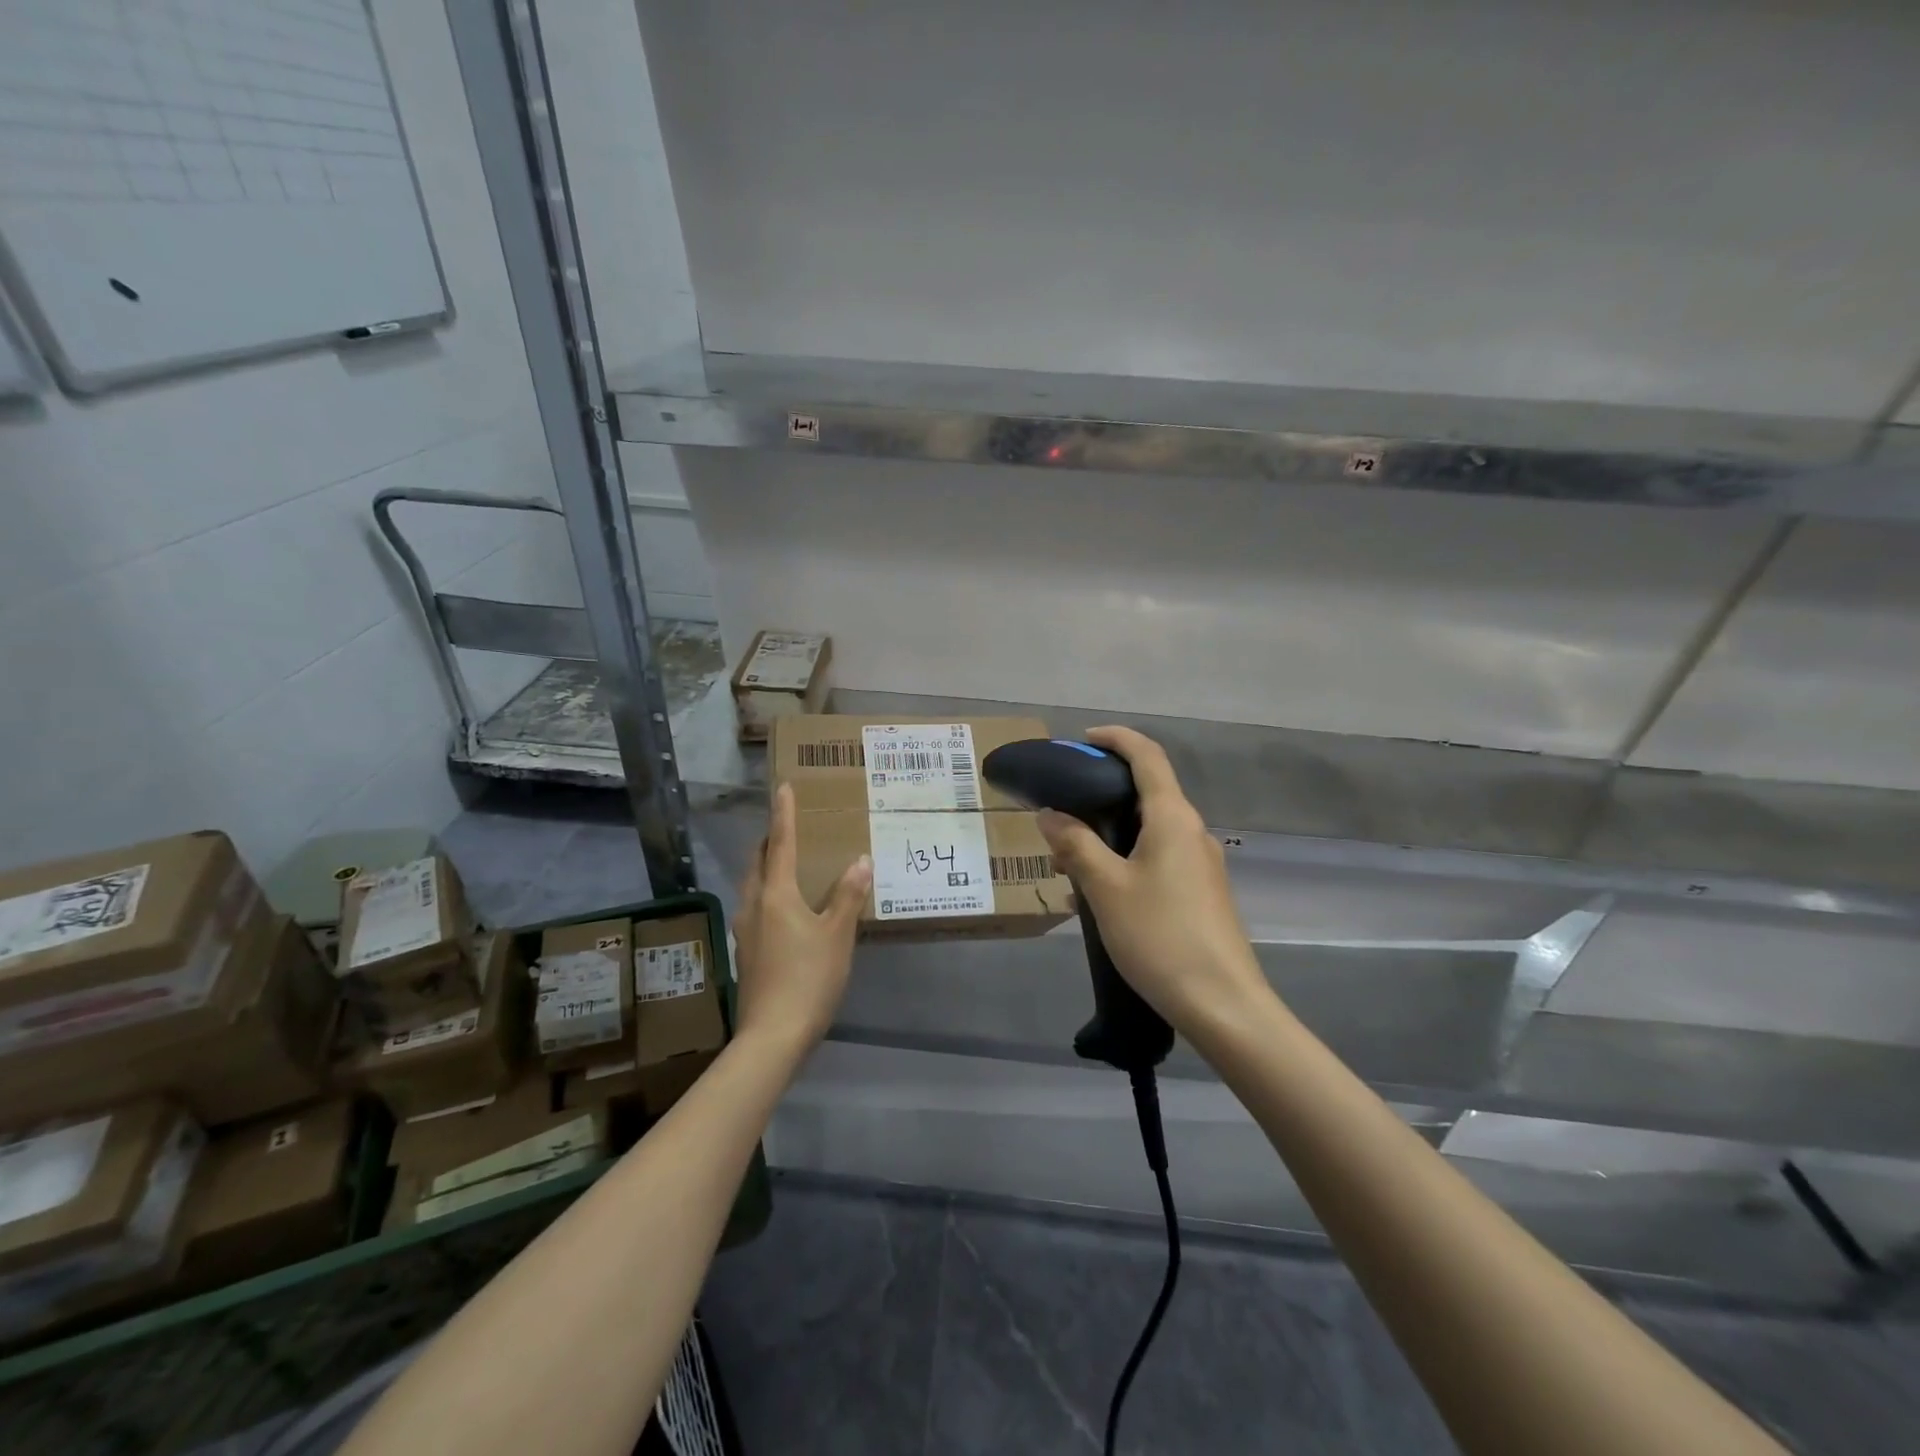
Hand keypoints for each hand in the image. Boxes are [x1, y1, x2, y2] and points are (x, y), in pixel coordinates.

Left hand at [732, 783, 871, 1058]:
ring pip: (754, 885)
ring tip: (790, 864)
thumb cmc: (808, 978)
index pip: (780, 843)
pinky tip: (788, 909)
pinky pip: (757, 907)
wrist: (772, 1035)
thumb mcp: (837, 935)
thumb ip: (848, 895)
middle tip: (791, 828)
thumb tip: (861, 859)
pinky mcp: (747, 951)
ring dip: (768, 867)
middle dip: (771, 841)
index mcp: (775, 894)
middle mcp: (754, 904)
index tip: (783, 787)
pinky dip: (770, 893)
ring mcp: (745, 930)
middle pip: (758, 861)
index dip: (784, 814)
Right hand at [1036, 727, 1271, 1045]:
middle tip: (1058, 817)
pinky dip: (1122, 864)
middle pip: (1144, 794)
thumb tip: (1050, 814)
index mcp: (1173, 818)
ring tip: (1066, 868)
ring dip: (1105, 839)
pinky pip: (1155, 861)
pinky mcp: (1200, 893)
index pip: (1147, 756)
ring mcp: (1199, 864)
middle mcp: (1191, 832)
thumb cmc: (1160, 936)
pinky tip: (1095, 900)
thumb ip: (1075, 844)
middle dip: (1098, 799)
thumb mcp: (1105, 887)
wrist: (1224, 1005)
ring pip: (1146, 833)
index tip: (1081, 741)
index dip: (1115, 739)